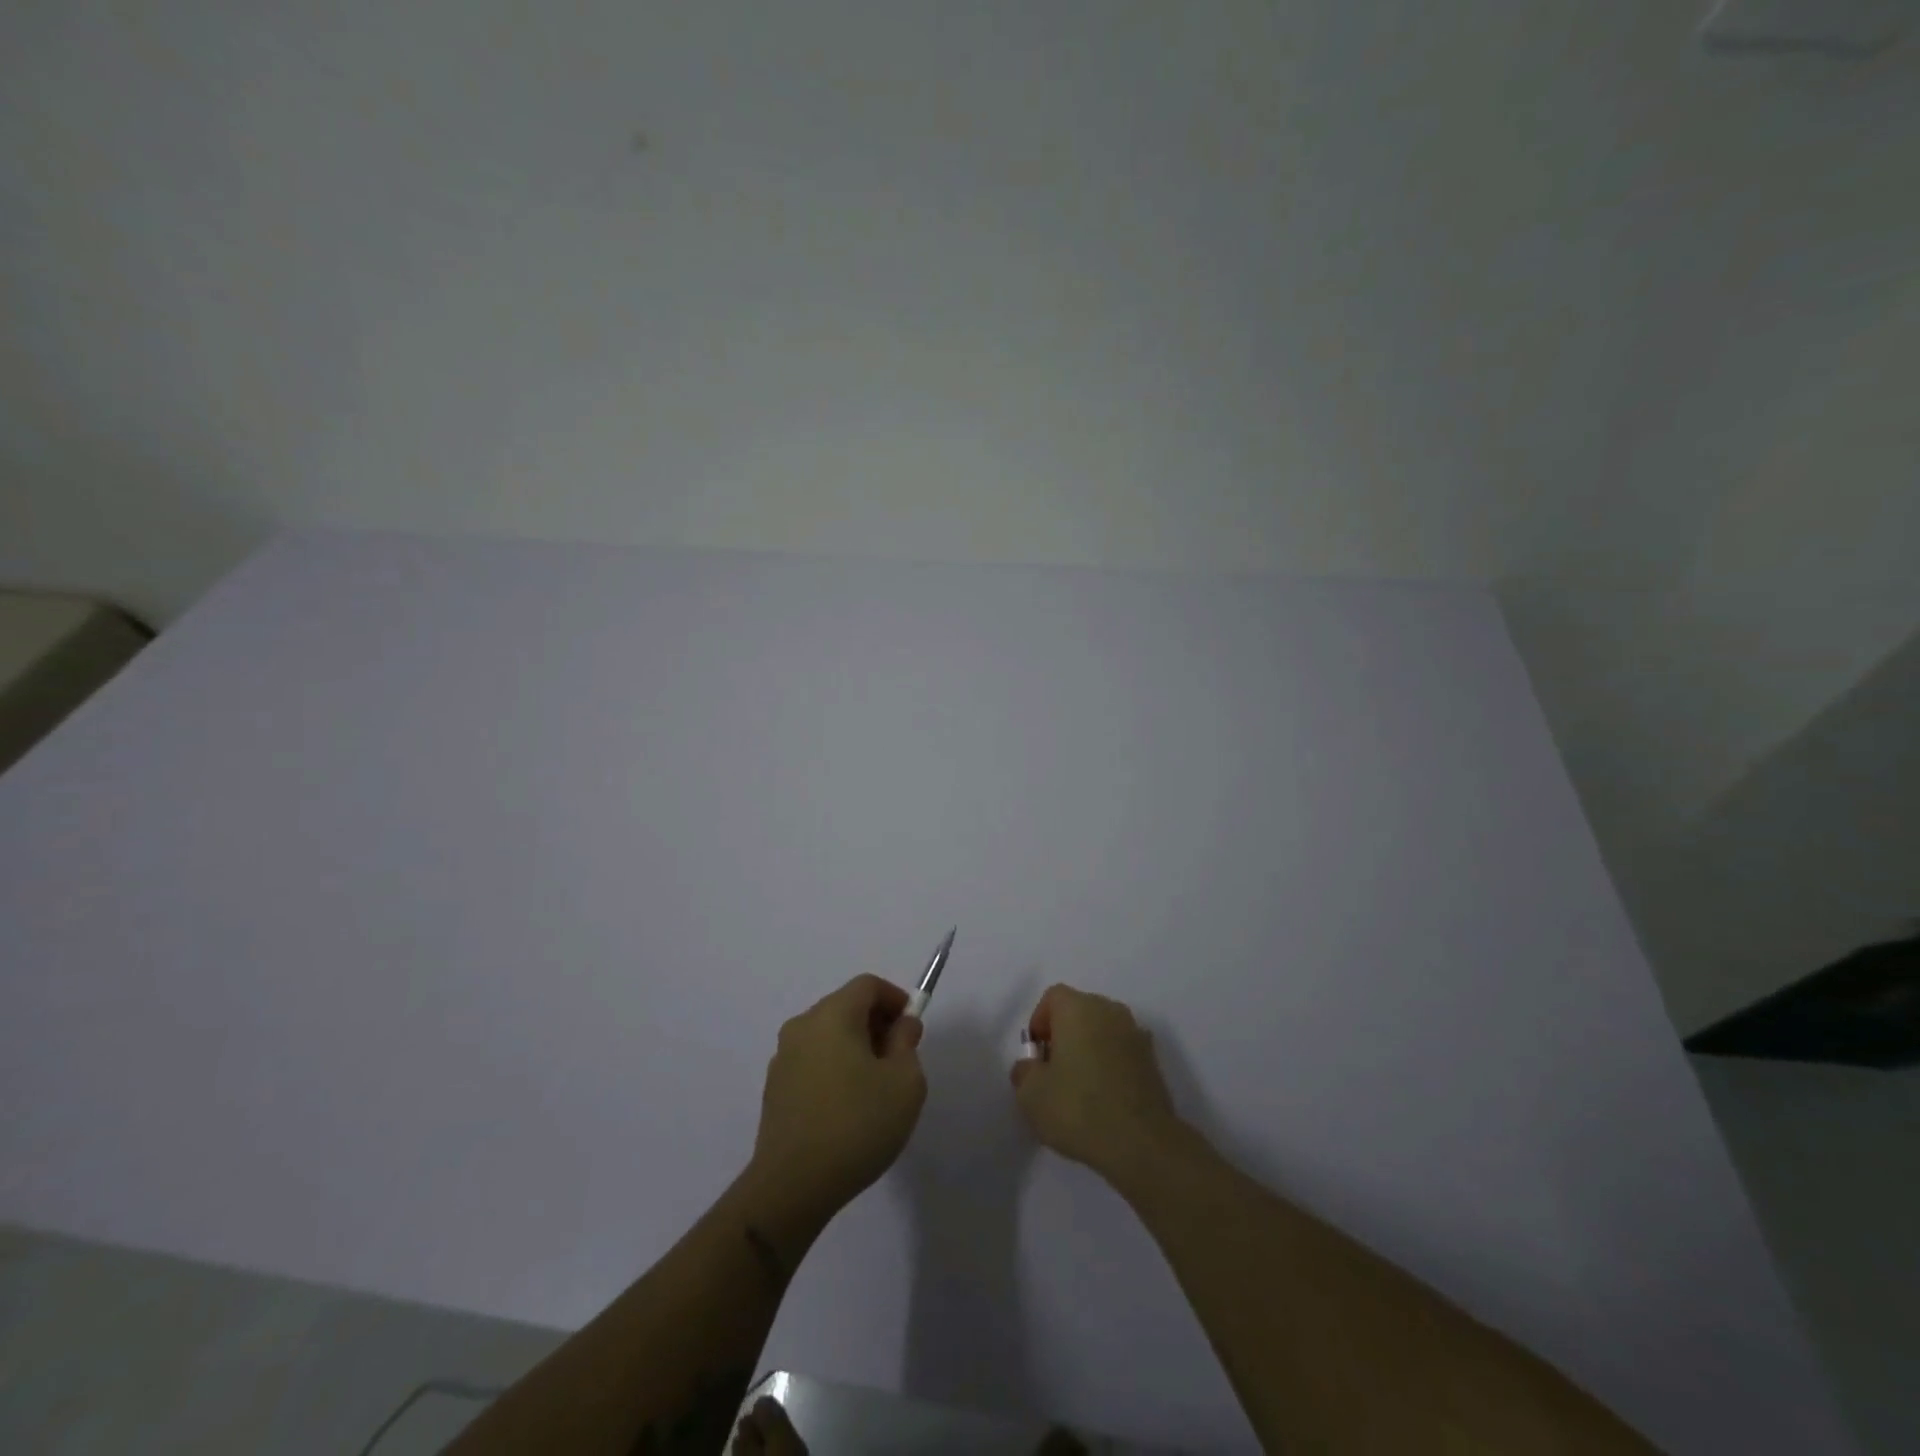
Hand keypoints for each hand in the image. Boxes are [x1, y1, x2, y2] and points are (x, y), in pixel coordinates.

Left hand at [750, 974, 926, 1221]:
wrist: (792, 1186)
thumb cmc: (857, 1124)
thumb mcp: (905, 1082)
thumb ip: (907, 1043)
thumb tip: (901, 1025)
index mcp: (832, 1015)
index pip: (868, 985)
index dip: (895, 999)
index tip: (912, 1029)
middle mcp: (802, 1026)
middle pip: (846, 1006)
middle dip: (877, 1024)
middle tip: (899, 1059)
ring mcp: (783, 1057)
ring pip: (828, 1035)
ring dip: (855, 1047)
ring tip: (875, 1088)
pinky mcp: (775, 1088)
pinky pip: (813, 1061)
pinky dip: (834, 1068)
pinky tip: (847, 1108)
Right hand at [1011, 984, 1184, 1182]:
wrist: (1142, 1143)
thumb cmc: (1079, 1108)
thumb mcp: (1031, 1095)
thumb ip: (1024, 1071)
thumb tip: (1031, 1066)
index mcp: (1079, 1008)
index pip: (1053, 997)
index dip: (1039, 1022)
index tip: (1037, 1056)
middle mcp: (1110, 1010)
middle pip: (1079, 1011)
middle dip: (1064, 1035)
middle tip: (1054, 1072)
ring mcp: (1136, 1034)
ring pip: (1102, 1031)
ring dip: (1089, 1049)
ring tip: (1081, 1089)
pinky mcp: (1153, 1061)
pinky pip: (1121, 1052)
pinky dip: (1110, 1065)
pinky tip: (1105, 1099)